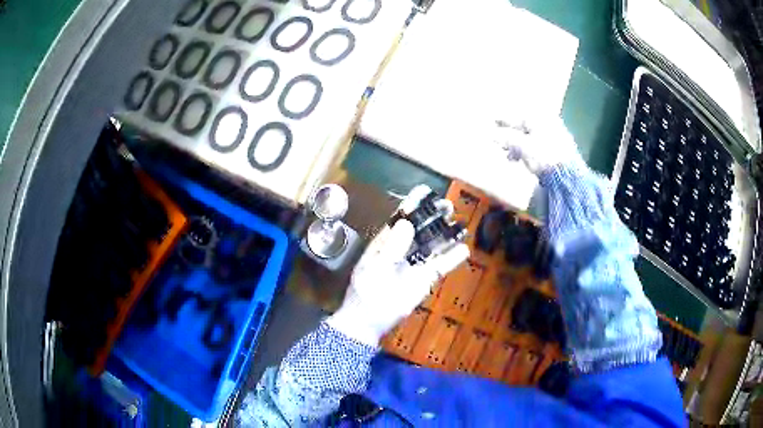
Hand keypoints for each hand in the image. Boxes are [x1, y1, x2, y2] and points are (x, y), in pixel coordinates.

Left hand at [326, 185, 469, 345]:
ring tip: (460, 222)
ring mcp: (414, 264)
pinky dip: (451, 258)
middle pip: (420, 228)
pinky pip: (440, 266)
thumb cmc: (368, 292)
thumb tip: (407, 223)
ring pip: (433, 245)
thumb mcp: (376, 268)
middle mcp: (402, 249)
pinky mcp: (424, 279)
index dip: (412, 204)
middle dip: (433, 215)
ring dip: (445, 234)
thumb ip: (392, 247)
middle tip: (448, 205)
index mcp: (385, 242)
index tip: (425, 190)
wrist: (369, 320)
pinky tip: (463, 250)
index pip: (400, 218)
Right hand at [492, 115, 580, 174]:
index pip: (518, 117)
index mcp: (540, 119)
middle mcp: (549, 124)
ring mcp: (556, 137)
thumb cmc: (544, 156)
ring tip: (509, 157)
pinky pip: (539, 146)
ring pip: (532, 138)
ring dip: (519, 146)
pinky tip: (524, 161)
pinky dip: (529, 152)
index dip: (504, 121)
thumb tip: (492, 135)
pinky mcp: (560, 151)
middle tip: (500, 144)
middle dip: (511, 136)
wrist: (568, 176)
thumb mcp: (522, 147)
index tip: (493, 122)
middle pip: (525, 128)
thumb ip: (506, 139)